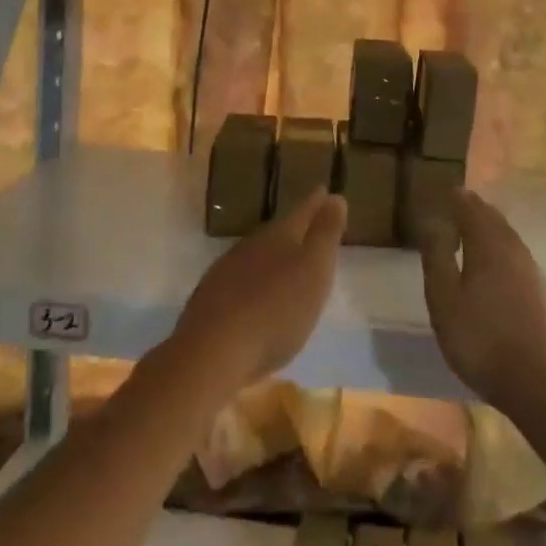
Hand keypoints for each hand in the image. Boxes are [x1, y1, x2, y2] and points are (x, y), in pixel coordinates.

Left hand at [171, 188, 346, 393]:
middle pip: (277, 233)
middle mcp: (250, 246)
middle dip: (294, 231)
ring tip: (286, 267)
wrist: (212, 354)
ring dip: (272, 260)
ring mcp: (225, 272)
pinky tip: (257, 300)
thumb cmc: (276, 311)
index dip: (316, 203)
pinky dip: (254, 285)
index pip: (302, 212)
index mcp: (278, 236)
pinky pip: (239, 283)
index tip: (325, 191)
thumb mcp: (314, 270)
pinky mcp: (210, 302)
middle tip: (310, 231)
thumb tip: (335, 196)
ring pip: (256, 257)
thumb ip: (325, 234)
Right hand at [416, 188, 545, 416]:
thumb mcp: (445, 299)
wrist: (539, 383)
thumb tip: (432, 220)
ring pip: (508, 237)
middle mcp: (514, 250)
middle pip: (493, 219)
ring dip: (490, 228)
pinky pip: (517, 256)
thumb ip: (437, 257)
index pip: (471, 208)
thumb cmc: (481, 339)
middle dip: (475, 209)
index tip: (445, 191)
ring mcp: (533, 271)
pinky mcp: (543, 293)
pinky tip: (497, 266)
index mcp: (488, 245)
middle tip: (458, 205)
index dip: (457, 198)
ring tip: (474, 230)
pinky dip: (502, 248)